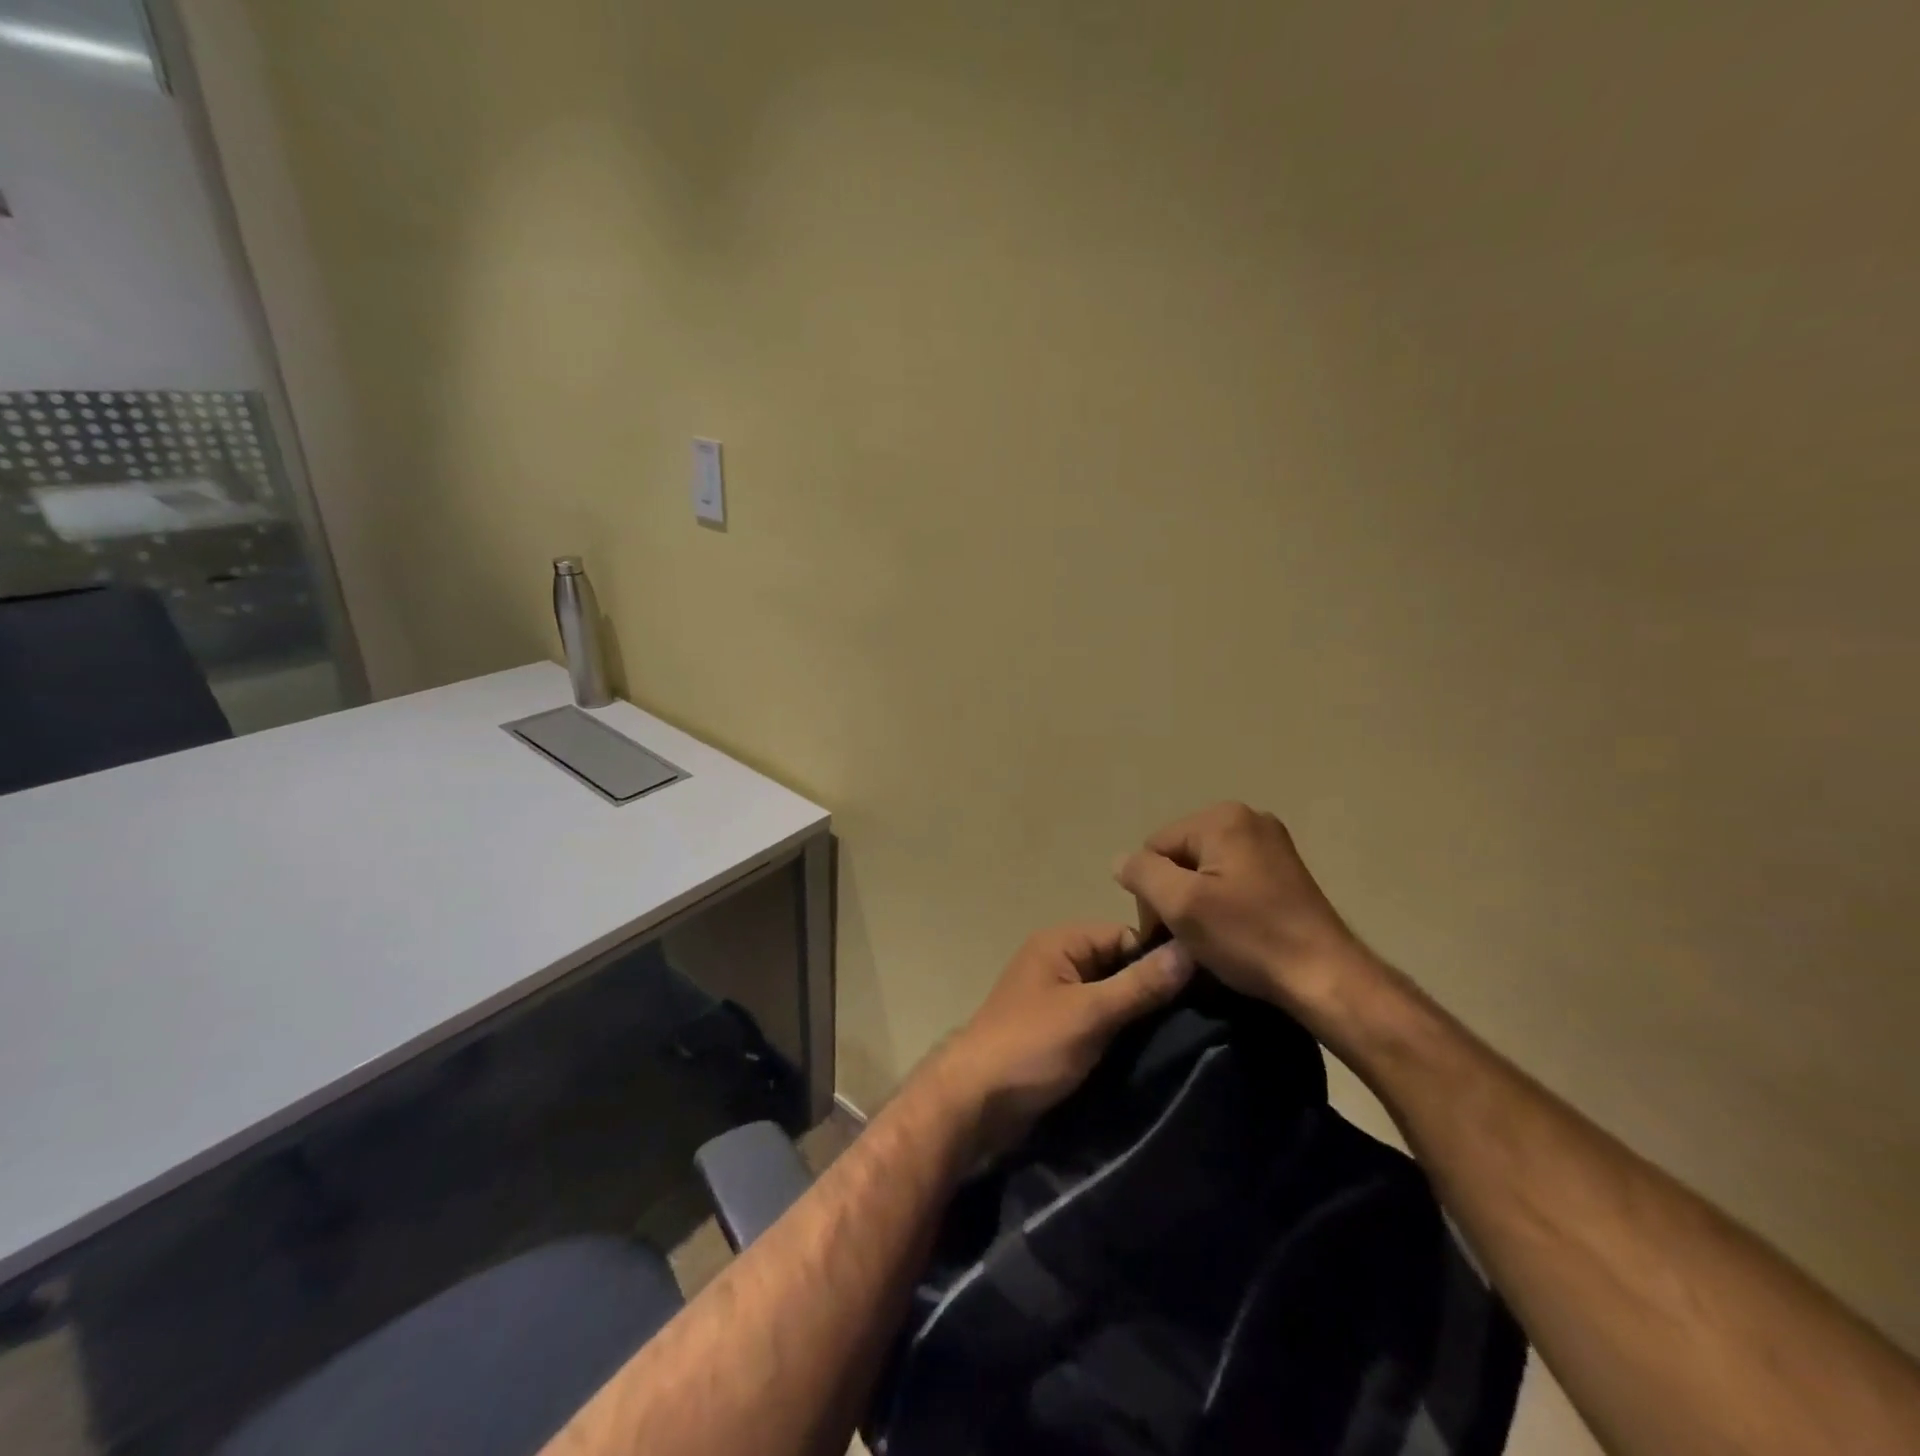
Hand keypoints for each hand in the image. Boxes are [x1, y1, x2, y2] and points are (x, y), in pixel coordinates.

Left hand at [920, 923, 1194, 1161]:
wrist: (975, 1103)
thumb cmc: (1031, 1046)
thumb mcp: (1090, 1013)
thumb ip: (1140, 984)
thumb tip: (1190, 950)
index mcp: (1060, 942)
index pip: (1125, 935)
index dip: (1159, 957)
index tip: (1201, 985)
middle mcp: (1059, 962)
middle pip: (1119, 965)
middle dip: (1152, 988)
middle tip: (1200, 1015)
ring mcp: (1057, 998)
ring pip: (1112, 996)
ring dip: (1139, 1015)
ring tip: (1184, 1036)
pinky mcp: (1059, 1032)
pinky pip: (1100, 1021)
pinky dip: (1122, 1033)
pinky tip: (1152, 1051)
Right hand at [1115, 803, 1369, 1023]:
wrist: (1326, 977)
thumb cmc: (1249, 937)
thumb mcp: (1181, 905)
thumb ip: (1142, 874)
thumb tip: (1121, 861)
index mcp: (1222, 818)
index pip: (1155, 848)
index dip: (1151, 891)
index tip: (1167, 933)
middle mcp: (1247, 818)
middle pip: (1180, 855)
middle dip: (1175, 894)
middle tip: (1188, 938)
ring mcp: (1270, 842)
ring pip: (1204, 869)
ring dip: (1198, 901)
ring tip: (1213, 938)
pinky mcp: (1284, 868)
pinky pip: (1231, 877)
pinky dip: (1223, 902)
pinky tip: (1234, 930)